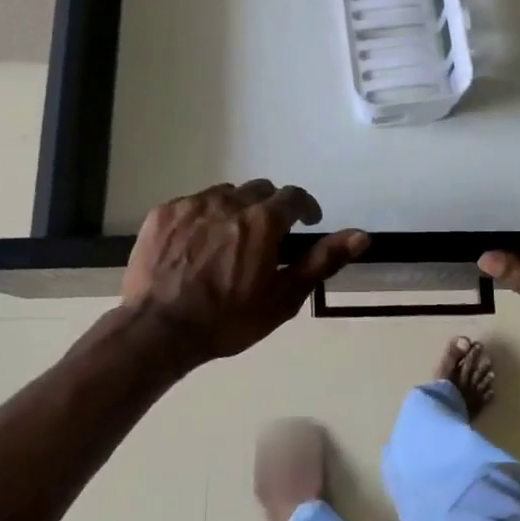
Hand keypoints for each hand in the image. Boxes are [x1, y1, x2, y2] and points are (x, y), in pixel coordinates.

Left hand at [122, 179, 368, 364]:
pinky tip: (197, 244)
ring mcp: (193, 204)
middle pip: (260, 190)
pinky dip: (203, 217)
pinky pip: (193, 203)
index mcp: (263, 221)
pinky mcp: (164, 213)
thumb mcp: (283, 298)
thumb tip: (361, 235)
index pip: (294, 197)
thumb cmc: (228, 320)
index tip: (306, 222)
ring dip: (236, 209)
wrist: (158, 330)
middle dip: (270, 208)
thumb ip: (322, 261)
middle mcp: (230, 202)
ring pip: (225, 194)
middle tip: (267, 237)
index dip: (305, 207)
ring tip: (230, 240)